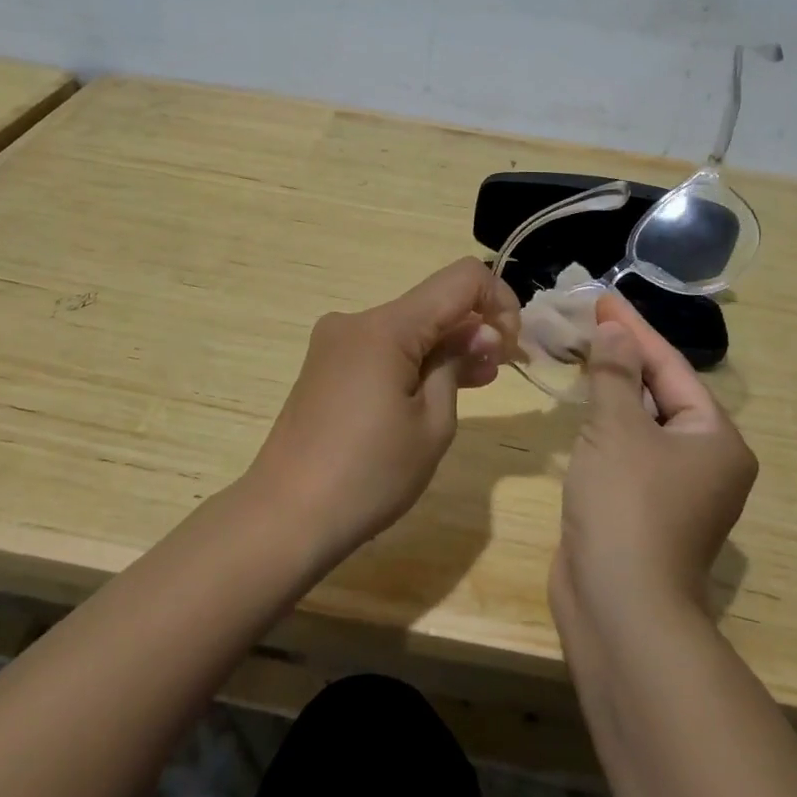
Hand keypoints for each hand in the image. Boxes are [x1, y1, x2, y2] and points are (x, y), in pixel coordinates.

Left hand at [248, 258, 521, 561]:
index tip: (511, 346)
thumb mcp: (432, 424)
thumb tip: (481, 332)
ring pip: (409, 326)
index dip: (499, 300)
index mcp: (386, 326)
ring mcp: (336, 342)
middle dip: (474, 327)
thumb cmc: (369, 475)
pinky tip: (434, 390)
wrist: (285, 517)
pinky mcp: (326, 365)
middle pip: (433, 303)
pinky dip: (415, 359)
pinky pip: (383, 346)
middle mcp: (357, 320)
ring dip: (446, 345)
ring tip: (477, 382)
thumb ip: (458, 364)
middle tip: (500, 369)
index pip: (461, 279)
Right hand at [552, 291, 757, 626]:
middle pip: (661, 392)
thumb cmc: (627, 505)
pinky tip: (583, 406)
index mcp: (715, 438)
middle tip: (588, 322)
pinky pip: (628, 450)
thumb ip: (615, 373)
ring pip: (643, 422)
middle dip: (623, 357)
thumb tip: (616, 332)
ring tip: (582, 352)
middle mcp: (706, 461)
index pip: (671, 367)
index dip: (634, 330)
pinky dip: (606, 425)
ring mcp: (677, 490)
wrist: (619, 608)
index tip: (603, 298)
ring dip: (613, 389)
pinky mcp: (646, 509)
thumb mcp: (617, 428)